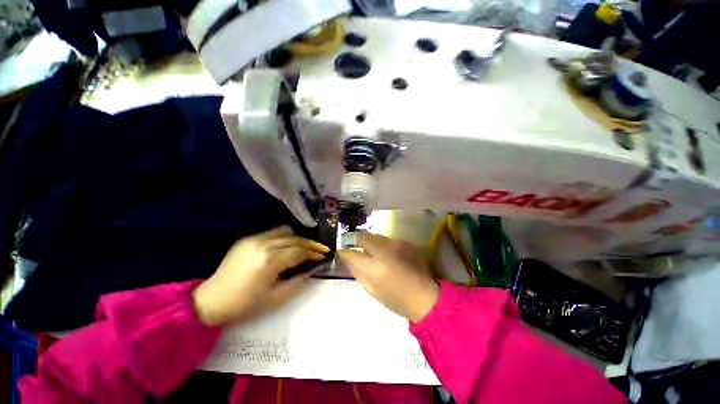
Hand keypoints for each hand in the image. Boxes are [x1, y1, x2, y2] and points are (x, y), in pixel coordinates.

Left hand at [192, 226, 329, 325]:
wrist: (211, 300)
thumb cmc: (245, 304)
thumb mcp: (275, 299)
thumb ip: (297, 282)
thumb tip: (312, 269)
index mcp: (270, 261)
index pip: (299, 252)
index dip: (313, 254)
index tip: (323, 256)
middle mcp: (264, 245)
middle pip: (295, 239)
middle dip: (310, 244)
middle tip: (319, 250)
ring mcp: (254, 239)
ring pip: (285, 231)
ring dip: (297, 238)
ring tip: (303, 247)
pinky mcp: (248, 238)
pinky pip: (272, 231)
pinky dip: (284, 236)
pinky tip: (286, 245)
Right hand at [339, 232, 439, 322]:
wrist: (425, 296)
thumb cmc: (396, 299)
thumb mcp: (371, 289)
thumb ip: (357, 271)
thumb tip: (347, 258)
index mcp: (373, 267)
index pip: (351, 253)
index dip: (344, 251)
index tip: (342, 251)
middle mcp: (383, 250)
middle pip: (363, 236)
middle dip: (355, 239)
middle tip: (354, 246)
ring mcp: (395, 243)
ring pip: (375, 236)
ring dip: (369, 241)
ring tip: (370, 250)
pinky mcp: (404, 242)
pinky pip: (387, 239)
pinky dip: (382, 244)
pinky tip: (385, 253)